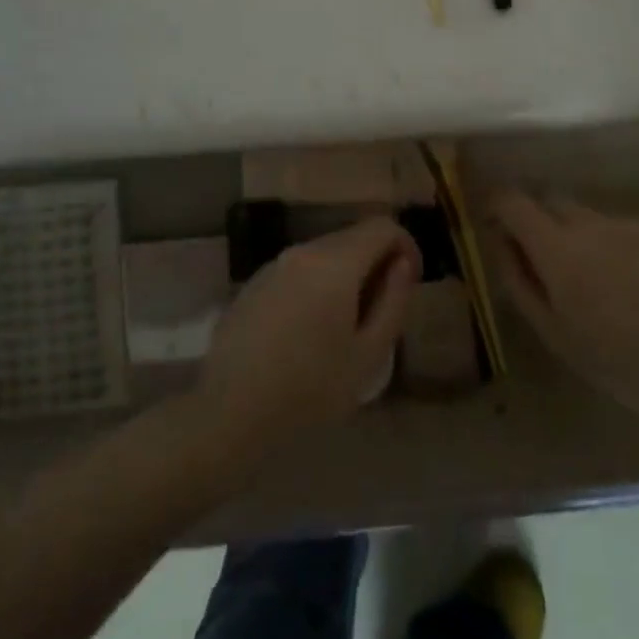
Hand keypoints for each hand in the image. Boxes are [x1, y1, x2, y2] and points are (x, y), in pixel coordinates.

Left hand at [199, 217, 419, 448]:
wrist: (230, 412)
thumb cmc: (309, 389)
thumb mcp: (367, 354)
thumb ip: (393, 301)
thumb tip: (401, 264)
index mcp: (335, 262)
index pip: (382, 226)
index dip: (405, 247)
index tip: (408, 284)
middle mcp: (303, 250)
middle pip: (353, 236)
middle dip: (376, 262)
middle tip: (381, 311)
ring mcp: (274, 264)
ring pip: (325, 253)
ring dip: (346, 274)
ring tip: (347, 326)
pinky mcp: (254, 283)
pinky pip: (299, 270)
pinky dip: (317, 284)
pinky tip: (310, 330)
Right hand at [492, 193, 638, 419]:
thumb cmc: (612, 358)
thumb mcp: (551, 330)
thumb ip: (518, 280)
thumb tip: (501, 243)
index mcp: (556, 248)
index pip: (512, 202)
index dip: (497, 206)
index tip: (494, 225)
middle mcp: (587, 223)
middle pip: (548, 201)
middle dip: (537, 220)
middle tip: (543, 260)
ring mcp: (623, 223)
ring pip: (583, 215)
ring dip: (574, 234)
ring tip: (591, 278)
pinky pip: (615, 227)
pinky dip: (607, 244)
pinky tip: (625, 281)